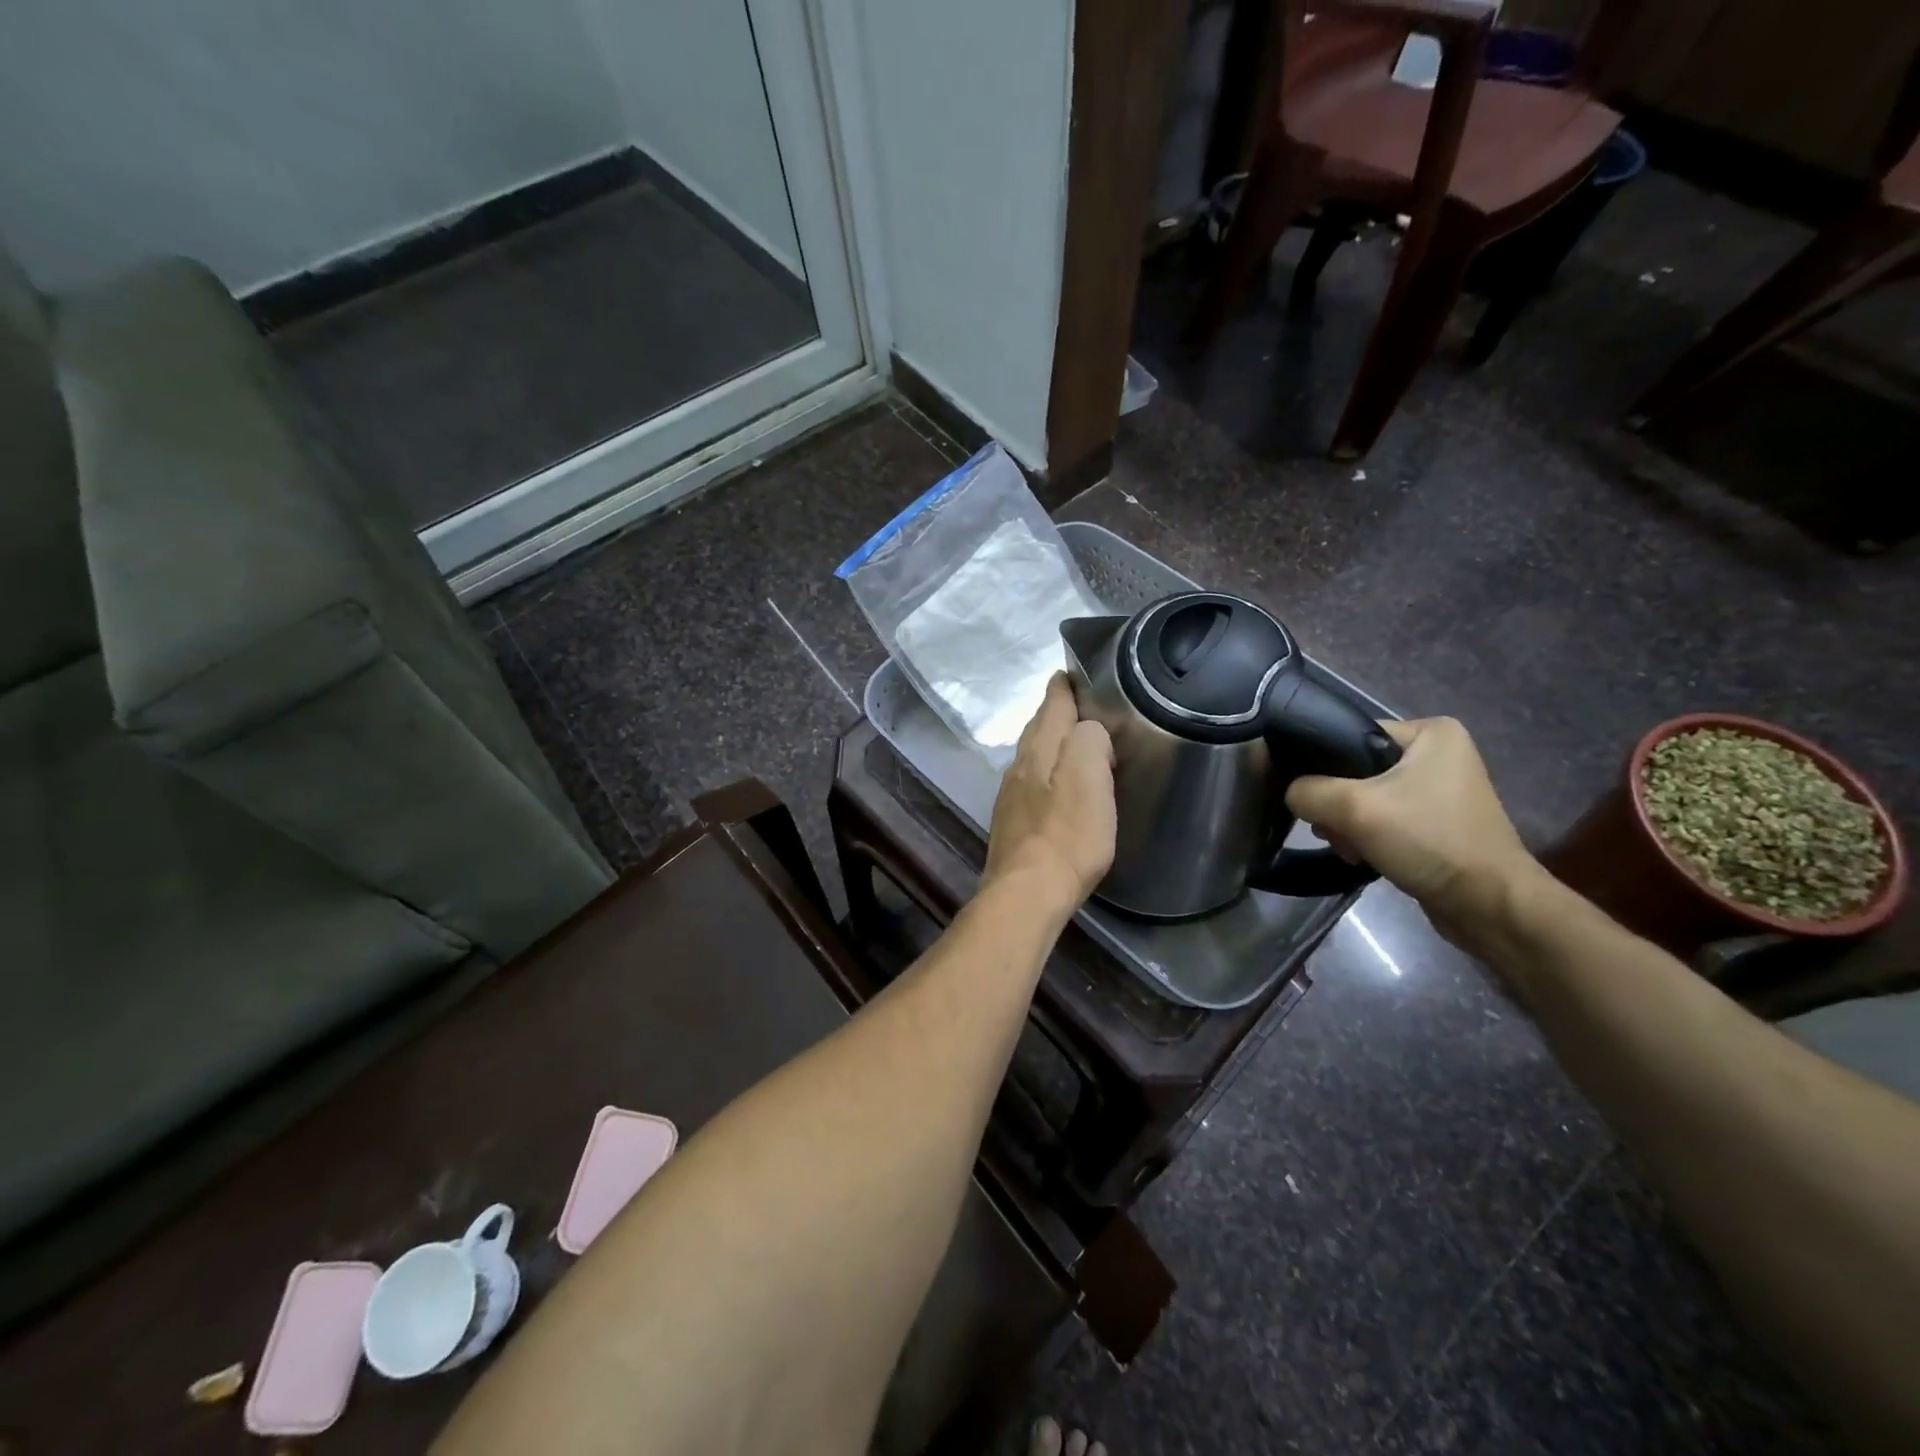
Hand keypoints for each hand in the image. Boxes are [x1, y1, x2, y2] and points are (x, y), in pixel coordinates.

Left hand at [983, 675, 1115, 913]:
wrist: (1028, 891)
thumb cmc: (1068, 834)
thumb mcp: (1091, 776)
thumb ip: (1090, 739)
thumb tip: (1089, 731)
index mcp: (1040, 747)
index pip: (1052, 702)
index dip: (1065, 685)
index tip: (1076, 672)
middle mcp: (1019, 763)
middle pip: (1039, 726)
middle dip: (1057, 712)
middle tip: (1081, 704)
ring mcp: (1011, 793)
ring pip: (1033, 754)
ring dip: (1051, 742)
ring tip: (1074, 742)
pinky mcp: (1012, 820)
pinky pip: (1031, 781)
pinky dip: (1046, 772)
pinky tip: (1057, 785)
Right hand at [1286, 717, 1542, 951]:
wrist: (1487, 904)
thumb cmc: (1428, 840)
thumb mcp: (1354, 808)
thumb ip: (1307, 792)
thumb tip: (1291, 794)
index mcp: (1430, 732)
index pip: (1350, 735)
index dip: (1321, 765)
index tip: (1310, 798)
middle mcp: (1438, 753)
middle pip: (1355, 769)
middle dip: (1336, 804)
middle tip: (1332, 830)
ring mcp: (1440, 789)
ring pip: (1366, 797)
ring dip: (1348, 824)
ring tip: (1348, 848)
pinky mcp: (1437, 821)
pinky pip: (1385, 817)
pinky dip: (1367, 836)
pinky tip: (1361, 856)